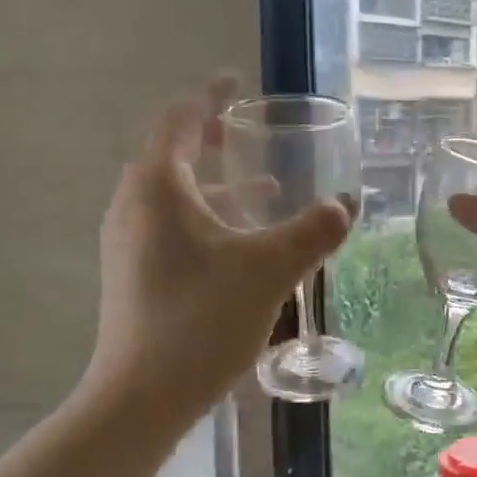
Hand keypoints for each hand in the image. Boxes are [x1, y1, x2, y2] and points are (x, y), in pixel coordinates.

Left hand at [82, 77, 350, 418]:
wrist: (142, 396)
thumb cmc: (202, 319)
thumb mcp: (270, 270)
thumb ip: (313, 231)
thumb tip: (347, 205)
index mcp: (158, 187)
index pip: (181, 119)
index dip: (210, 96)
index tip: (235, 81)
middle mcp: (133, 206)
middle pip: (173, 155)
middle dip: (213, 140)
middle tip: (251, 133)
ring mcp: (128, 244)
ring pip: (175, 197)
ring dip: (217, 186)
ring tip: (264, 190)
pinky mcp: (134, 276)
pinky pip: (172, 228)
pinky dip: (208, 221)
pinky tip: (241, 247)